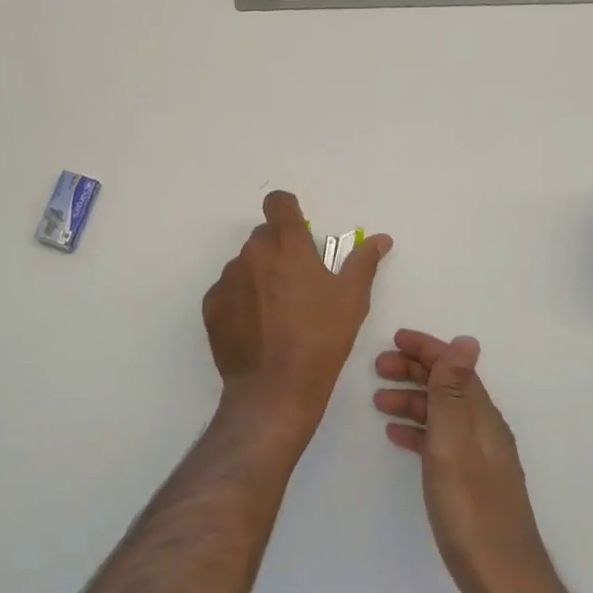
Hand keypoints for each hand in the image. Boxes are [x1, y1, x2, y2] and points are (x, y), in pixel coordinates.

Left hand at [203, 191, 392, 445]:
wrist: (274, 390)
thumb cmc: (320, 340)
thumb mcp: (352, 300)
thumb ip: (363, 262)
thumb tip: (380, 239)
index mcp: (287, 244)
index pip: (278, 202)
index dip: (288, 211)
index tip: (299, 232)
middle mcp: (252, 253)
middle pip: (264, 236)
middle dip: (279, 250)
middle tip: (298, 284)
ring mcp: (228, 278)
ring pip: (245, 264)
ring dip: (260, 276)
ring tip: (277, 313)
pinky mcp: (212, 305)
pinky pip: (228, 291)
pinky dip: (241, 301)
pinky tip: (257, 329)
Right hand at [375, 331, 555, 592]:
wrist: (504, 583)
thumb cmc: (471, 509)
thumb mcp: (454, 443)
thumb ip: (454, 392)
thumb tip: (465, 340)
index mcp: (482, 416)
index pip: (454, 367)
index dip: (426, 349)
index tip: (393, 340)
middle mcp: (484, 430)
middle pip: (448, 386)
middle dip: (414, 371)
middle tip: (377, 368)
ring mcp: (480, 458)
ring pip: (442, 413)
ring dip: (412, 399)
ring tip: (379, 401)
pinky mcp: (472, 482)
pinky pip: (440, 440)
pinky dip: (418, 429)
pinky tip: (398, 437)